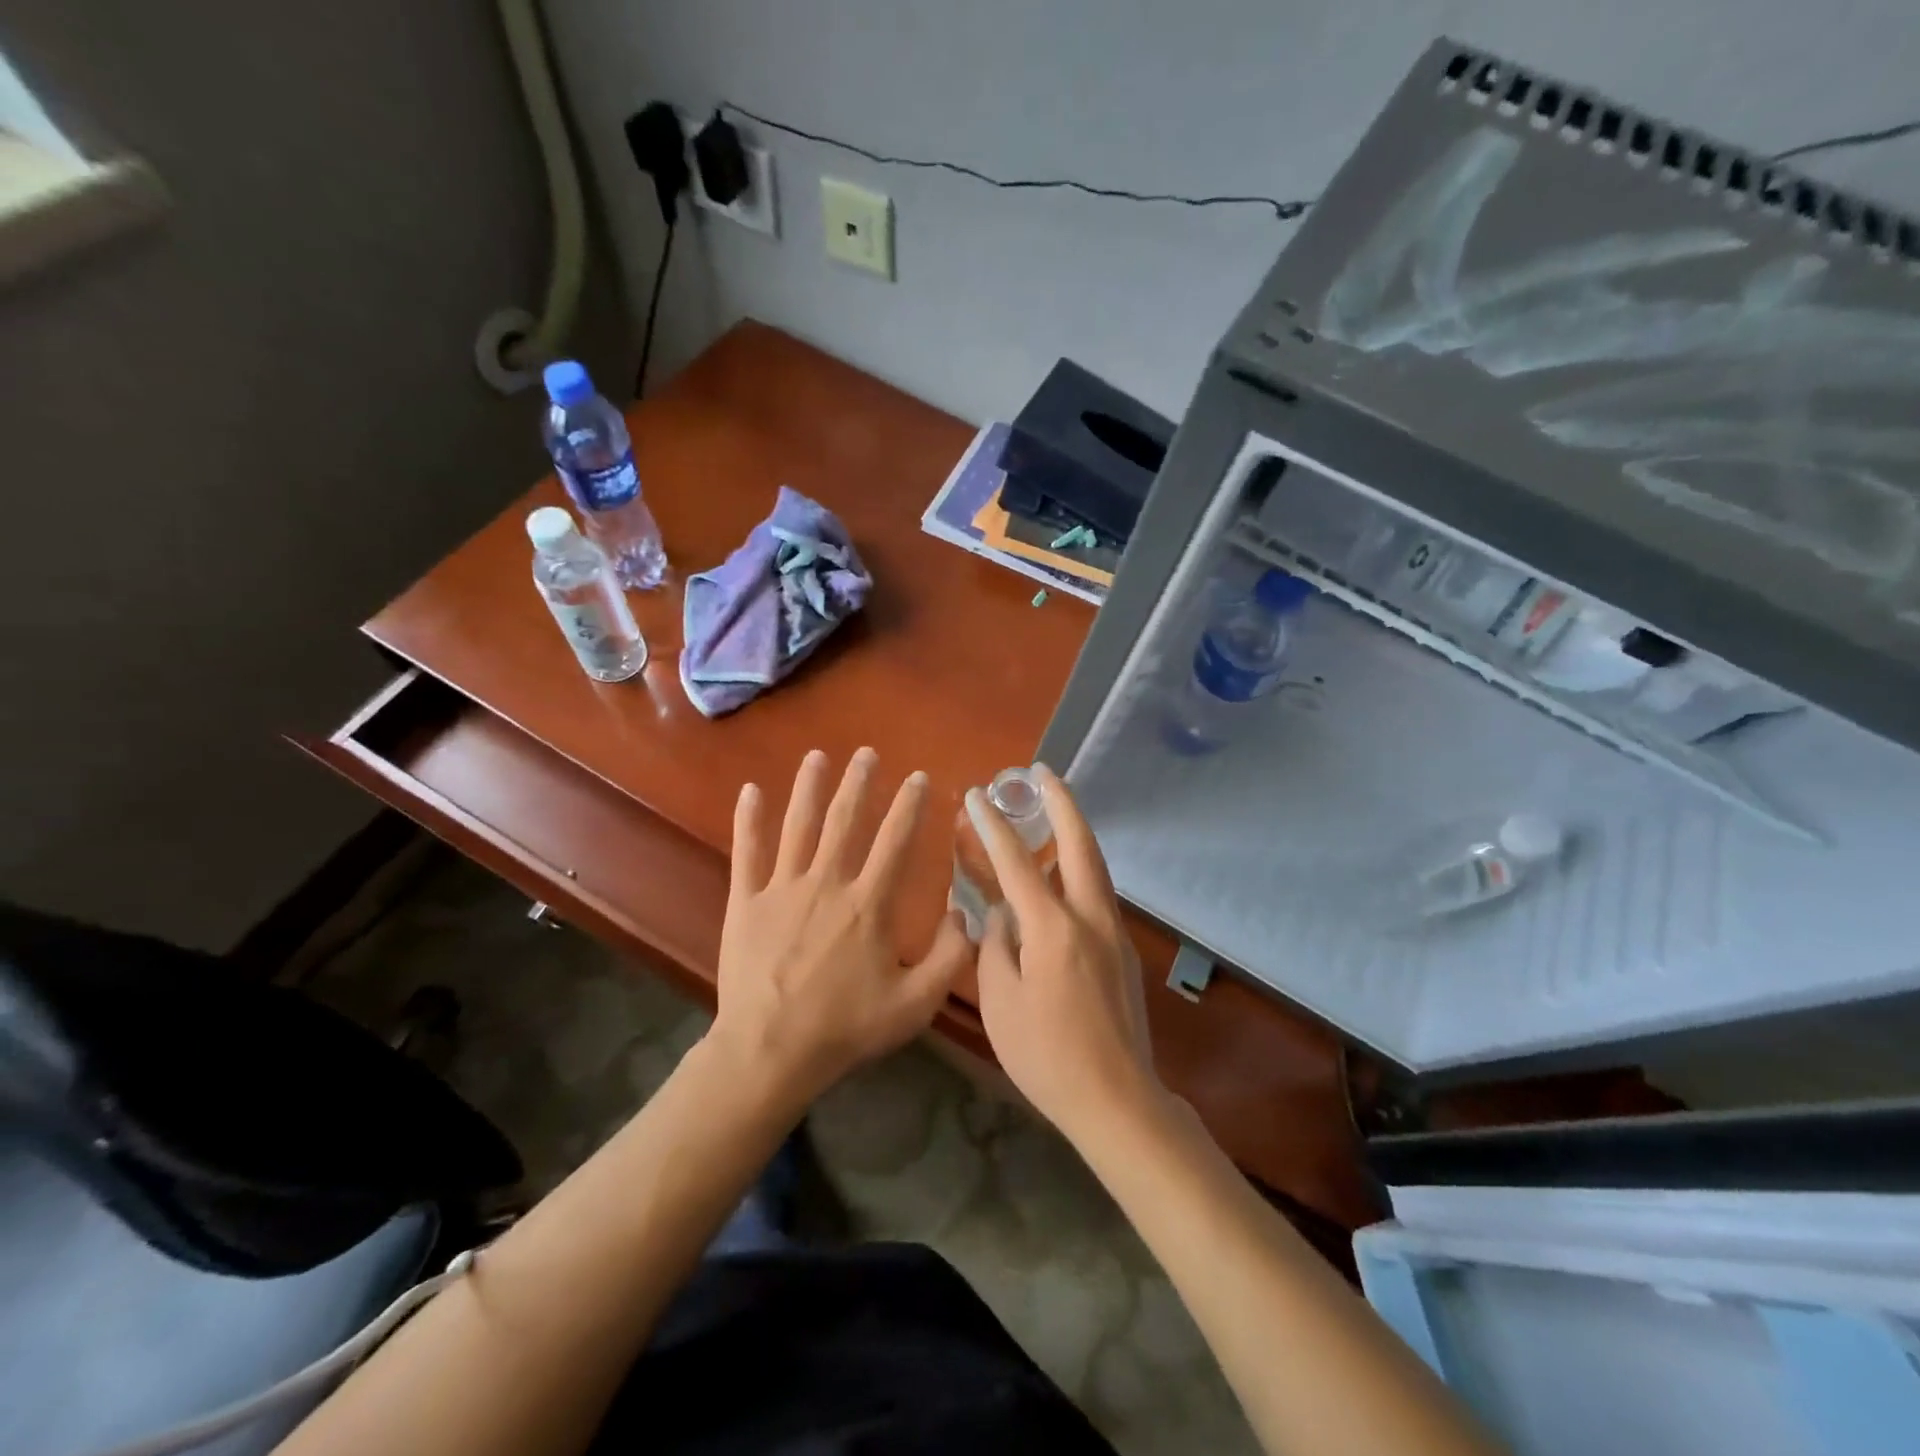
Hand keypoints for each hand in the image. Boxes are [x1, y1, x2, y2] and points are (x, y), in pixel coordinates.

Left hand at [707, 747, 971, 1112]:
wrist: (770, 1052)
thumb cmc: (846, 1028)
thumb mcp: (915, 1004)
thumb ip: (950, 958)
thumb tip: (964, 914)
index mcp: (869, 904)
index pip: (895, 841)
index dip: (909, 806)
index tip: (918, 777)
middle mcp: (827, 883)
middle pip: (845, 821)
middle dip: (859, 783)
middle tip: (866, 753)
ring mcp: (782, 888)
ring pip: (798, 826)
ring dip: (809, 788)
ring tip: (818, 757)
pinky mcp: (746, 901)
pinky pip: (747, 852)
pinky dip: (748, 820)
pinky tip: (750, 790)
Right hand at [969, 765, 1163, 1144]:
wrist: (1117, 1098)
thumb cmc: (1046, 1055)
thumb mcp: (1000, 1001)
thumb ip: (996, 947)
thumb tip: (1000, 915)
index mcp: (1052, 928)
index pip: (1016, 863)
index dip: (993, 826)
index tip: (978, 796)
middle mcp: (1089, 917)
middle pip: (1078, 844)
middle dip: (1061, 803)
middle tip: (1043, 774)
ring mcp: (1113, 931)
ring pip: (1095, 865)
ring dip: (1074, 831)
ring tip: (1054, 810)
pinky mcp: (1123, 950)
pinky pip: (1098, 891)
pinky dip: (1081, 866)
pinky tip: (1065, 873)